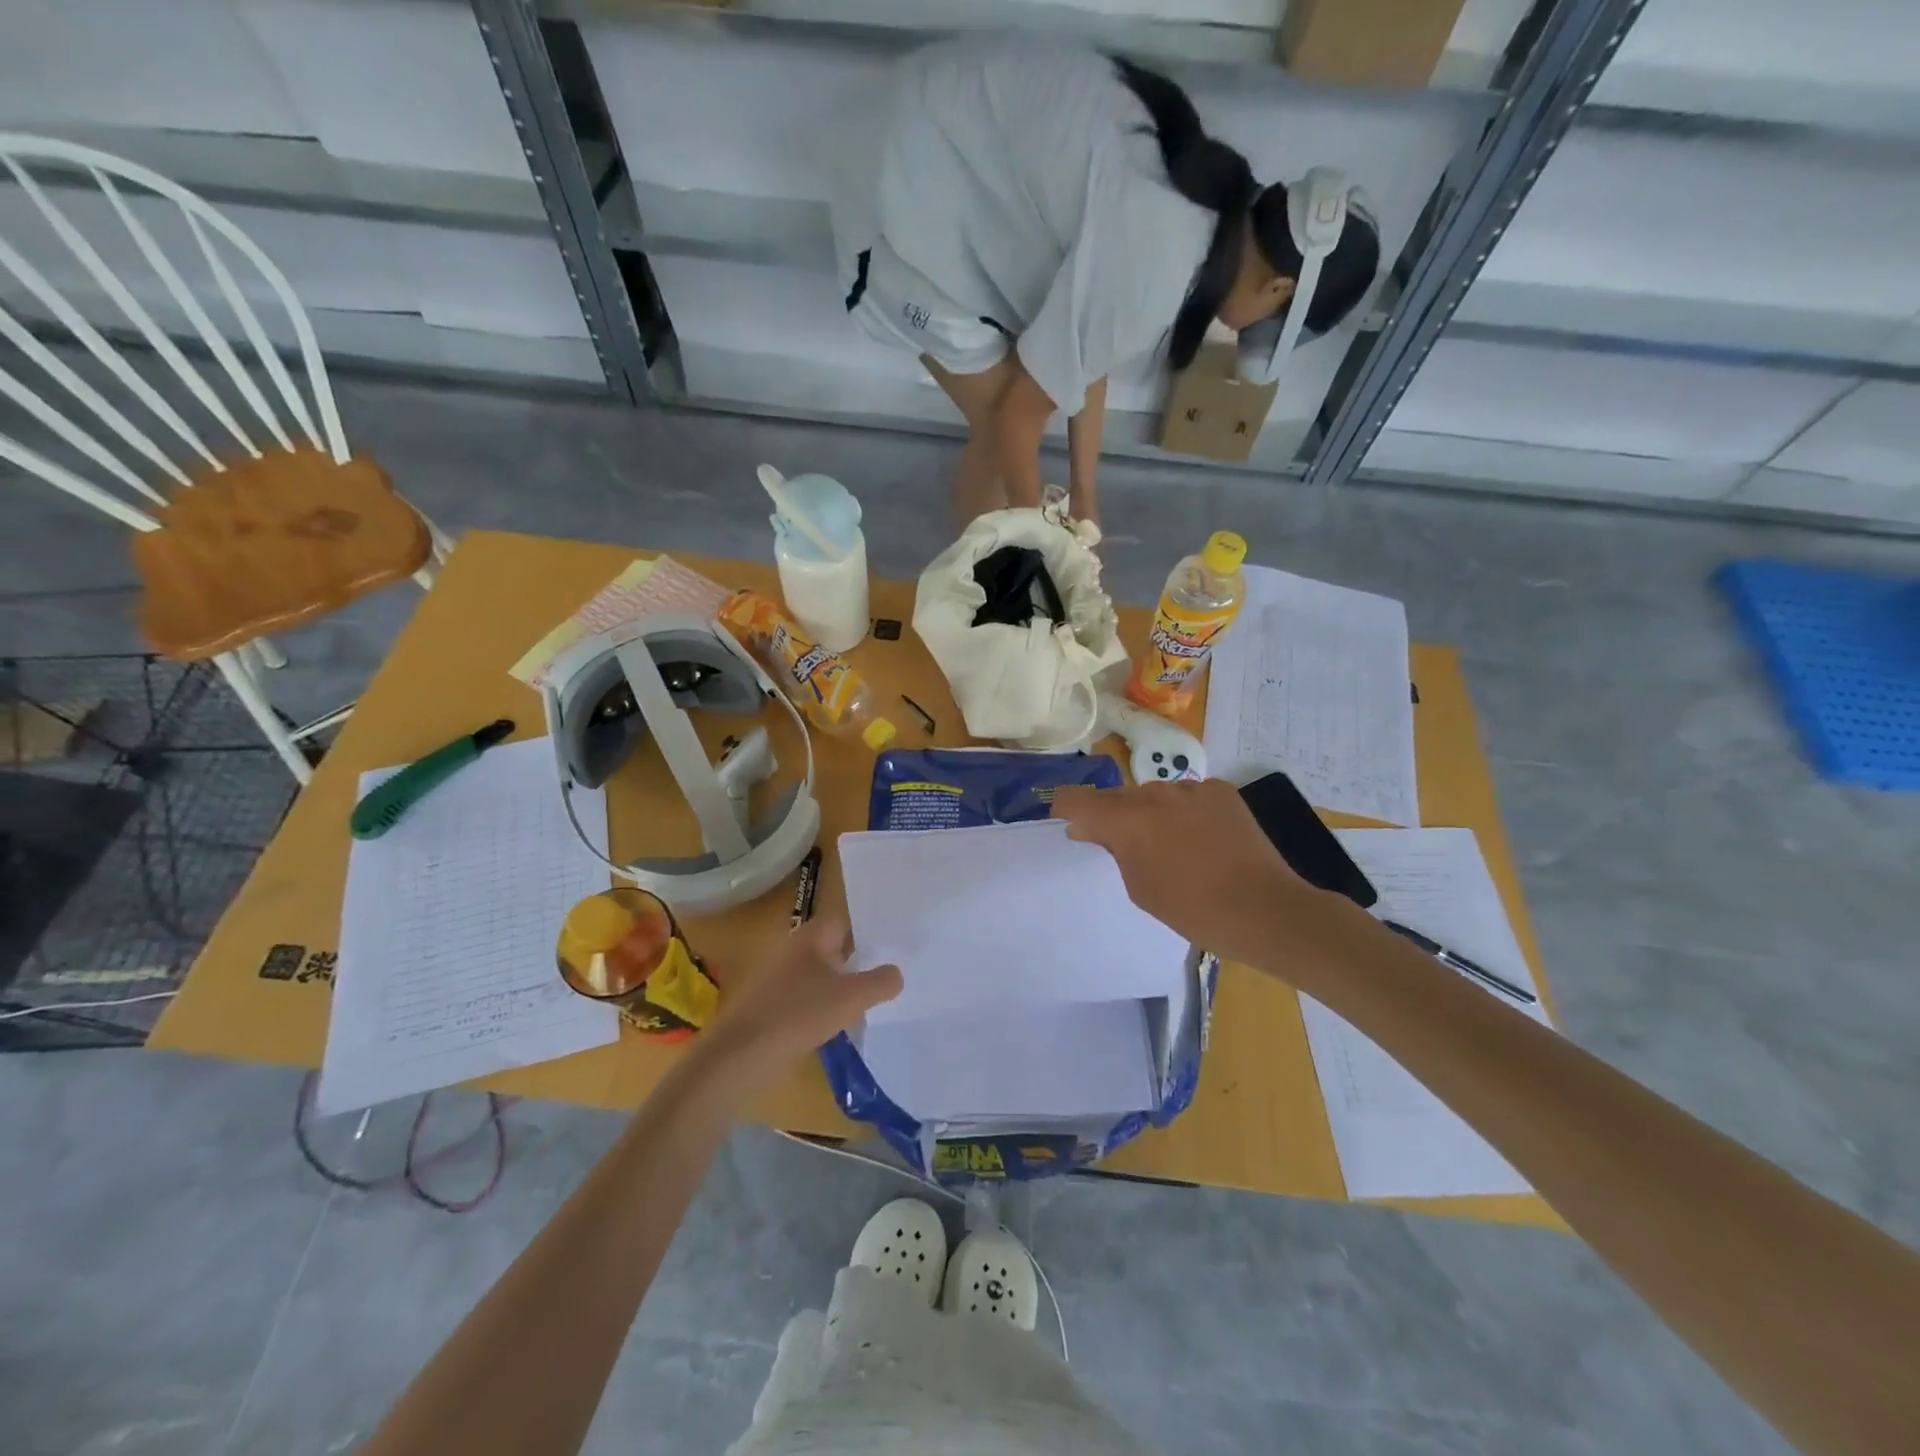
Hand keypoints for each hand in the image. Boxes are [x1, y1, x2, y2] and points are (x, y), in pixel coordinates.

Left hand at [694, 918, 900, 1098]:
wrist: (740, 1056)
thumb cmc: (798, 1014)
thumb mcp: (851, 997)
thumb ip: (881, 982)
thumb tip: (896, 974)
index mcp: (811, 936)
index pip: (846, 921)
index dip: (870, 931)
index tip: (896, 945)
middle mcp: (794, 950)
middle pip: (835, 948)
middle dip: (861, 961)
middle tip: (893, 973)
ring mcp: (781, 979)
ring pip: (823, 976)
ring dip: (844, 987)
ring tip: (874, 1002)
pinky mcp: (774, 1007)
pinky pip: (810, 1000)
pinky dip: (827, 1008)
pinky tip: (842, 1026)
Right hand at [1051, 779, 1325, 967]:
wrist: (1263, 909)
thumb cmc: (1191, 909)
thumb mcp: (1139, 886)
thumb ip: (1113, 850)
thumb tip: (1094, 828)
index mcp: (1126, 819)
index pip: (1076, 798)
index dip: (1065, 808)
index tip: (1067, 822)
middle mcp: (1153, 793)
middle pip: (1117, 796)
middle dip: (1112, 816)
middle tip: (1123, 846)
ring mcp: (1190, 788)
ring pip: (1155, 794)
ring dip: (1151, 813)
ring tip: (1171, 845)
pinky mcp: (1220, 790)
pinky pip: (1188, 796)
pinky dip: (1185, 812)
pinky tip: (1203, 839)